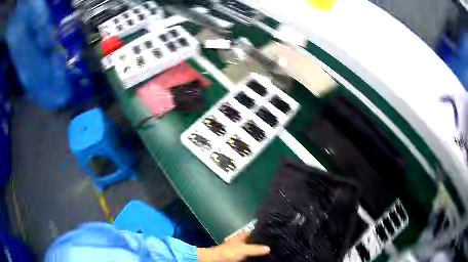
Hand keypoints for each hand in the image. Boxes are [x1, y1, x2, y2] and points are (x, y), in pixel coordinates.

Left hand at [197, 231, 269, 261]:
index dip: (263, 232)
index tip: (273, 234)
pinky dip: (253, 257)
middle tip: (274, 245)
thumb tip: (269, 248)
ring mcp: (239, 249)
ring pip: (252, 249)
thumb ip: (255, 248)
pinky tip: (260, 258)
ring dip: (258, 251)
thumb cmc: (228, 252)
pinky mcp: (238, 256)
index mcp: (242, 236)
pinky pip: (249, 256)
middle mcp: (241, 241)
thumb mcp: (243, 249)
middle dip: (262, 243)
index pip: (254, 232)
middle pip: (254, 241)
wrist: (215, 260)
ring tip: (270, 252)